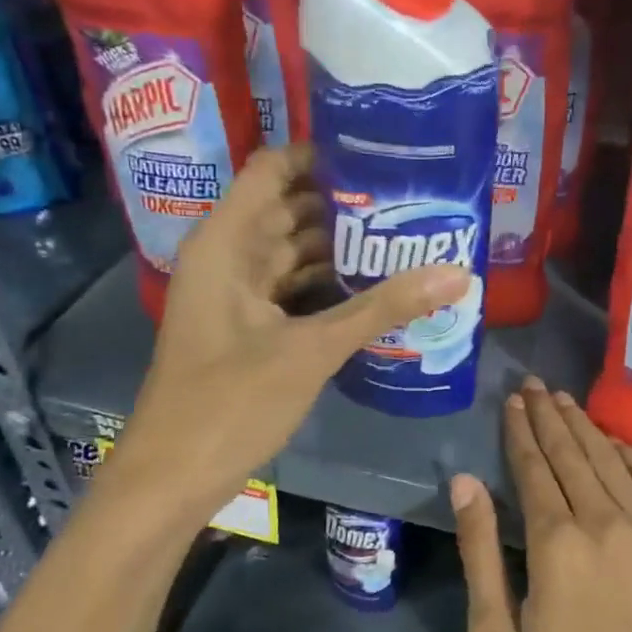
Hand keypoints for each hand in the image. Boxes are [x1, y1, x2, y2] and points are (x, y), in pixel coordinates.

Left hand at [110, 144, 468, 511]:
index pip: (273, 169)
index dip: (321, 154)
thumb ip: (382, 308)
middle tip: (412, 198)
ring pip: (294, 253)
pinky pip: (294, 291)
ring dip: (342, 248)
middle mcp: (228, 258)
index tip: (380, 154)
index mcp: (226, 243)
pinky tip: (376, 290)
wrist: (174, 478)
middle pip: (290, 209)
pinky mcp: (248, 329)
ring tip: (406, 237)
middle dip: (346, 204)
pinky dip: (330, 287)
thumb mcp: (312, 350)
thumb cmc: (230, 403)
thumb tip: (457, 273)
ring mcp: (236, 296)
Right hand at [451, 377, 631, 631]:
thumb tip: (465, 482)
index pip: (532, 467)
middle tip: (535, 385)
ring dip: (585, 426)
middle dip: (549, 415)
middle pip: (572, 454)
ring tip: (565, 401)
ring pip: (612, 460)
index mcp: (556, 543)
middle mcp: (606, 523)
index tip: (513, 401)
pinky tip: (616, 440)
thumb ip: (480, 552)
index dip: (520, 430)